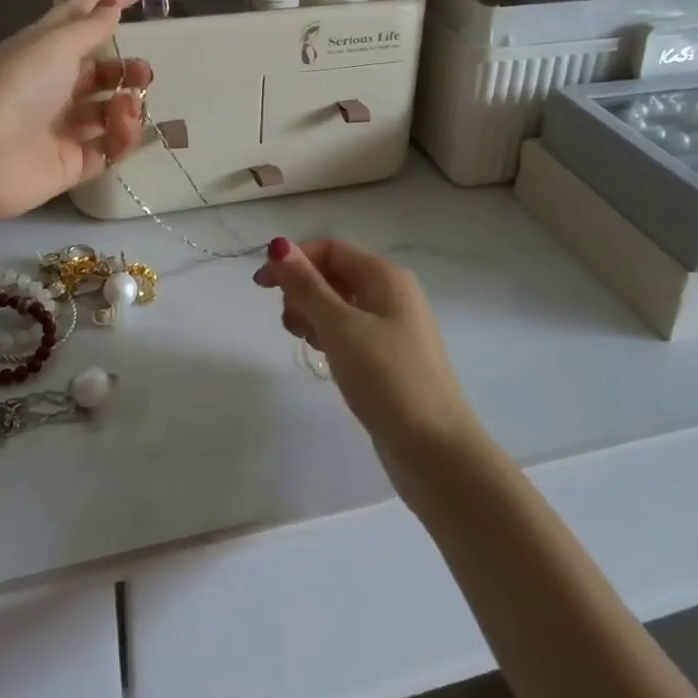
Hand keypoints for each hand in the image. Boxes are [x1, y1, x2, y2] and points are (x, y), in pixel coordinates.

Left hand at [0, 0, 152, 217]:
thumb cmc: (18, 86)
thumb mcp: (57, 44)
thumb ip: (91, 27)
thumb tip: (112, 4)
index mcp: (43, 51)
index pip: (80, 19)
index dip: (108, 2)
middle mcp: (53, 87)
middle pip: (100, 73)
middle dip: (126, 70)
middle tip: (143, 74)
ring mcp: (62, 127)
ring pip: (108, 112)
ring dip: (127, 104)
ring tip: (128, 106)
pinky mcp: (72, 163)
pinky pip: (108, 148)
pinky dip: (122, 137)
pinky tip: (122, 128)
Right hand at [255, 238, 482, 485]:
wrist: (436, 451)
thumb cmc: (387, 378)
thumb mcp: (340, 327)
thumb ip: (306, 286)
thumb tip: (279, 246)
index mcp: (385, 276)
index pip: (330, 249)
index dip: (293, 260)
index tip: (261, 286)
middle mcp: (392, 293)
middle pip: (334, 274)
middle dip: (303, 291)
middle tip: (291, 325)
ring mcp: (394, 327)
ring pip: (340, 304)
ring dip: (314, 315)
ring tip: (308, 344)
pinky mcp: (390, 357)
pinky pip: (351, 331)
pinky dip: (330, 336)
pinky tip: (325, 357)